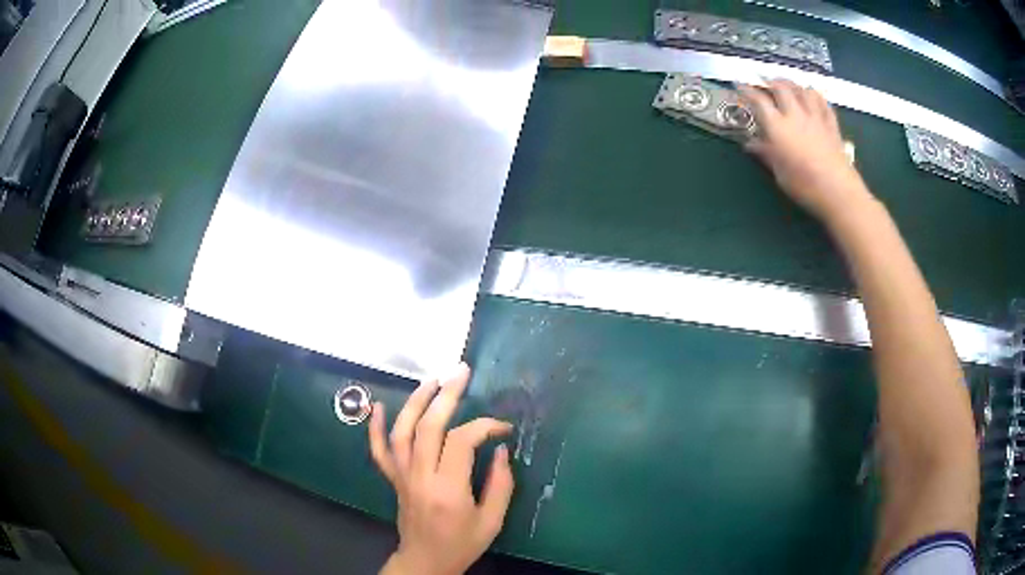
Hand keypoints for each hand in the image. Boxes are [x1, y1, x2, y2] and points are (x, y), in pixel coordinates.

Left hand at [370, 363, 514, 574]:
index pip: (462, 442)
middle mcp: (421, 477)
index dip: (485, 427)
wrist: (425, 561)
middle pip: (428, 427)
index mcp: (448, 489)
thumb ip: (500, 485)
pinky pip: (379, 451)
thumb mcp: (492, 521)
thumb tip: (501, 450)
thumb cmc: (462, 544)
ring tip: (431, 380)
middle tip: (461, 372)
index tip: (503, 428)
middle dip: (446, 395)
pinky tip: (377, 405)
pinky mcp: (392, 479)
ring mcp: (402, 476)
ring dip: (415, 401)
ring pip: (402, 432)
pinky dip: (375, 427)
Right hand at [739, 79, 870, 220]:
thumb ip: (766, 153)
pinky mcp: (831, 125)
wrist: (838, 192)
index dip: (747, 90)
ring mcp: (815, 118)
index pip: (759, 100)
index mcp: (778, 126)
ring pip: (803, 89)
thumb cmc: (804, 186)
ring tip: (788, 85)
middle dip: (770, 81)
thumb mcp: (779, 172)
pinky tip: (813, 97)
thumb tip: (750, 144)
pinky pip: (823, 103)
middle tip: (764, 81)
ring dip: (793, 84)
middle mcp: (795, 115)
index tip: (739, 84)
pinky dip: (815, 96)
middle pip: (781, 87)